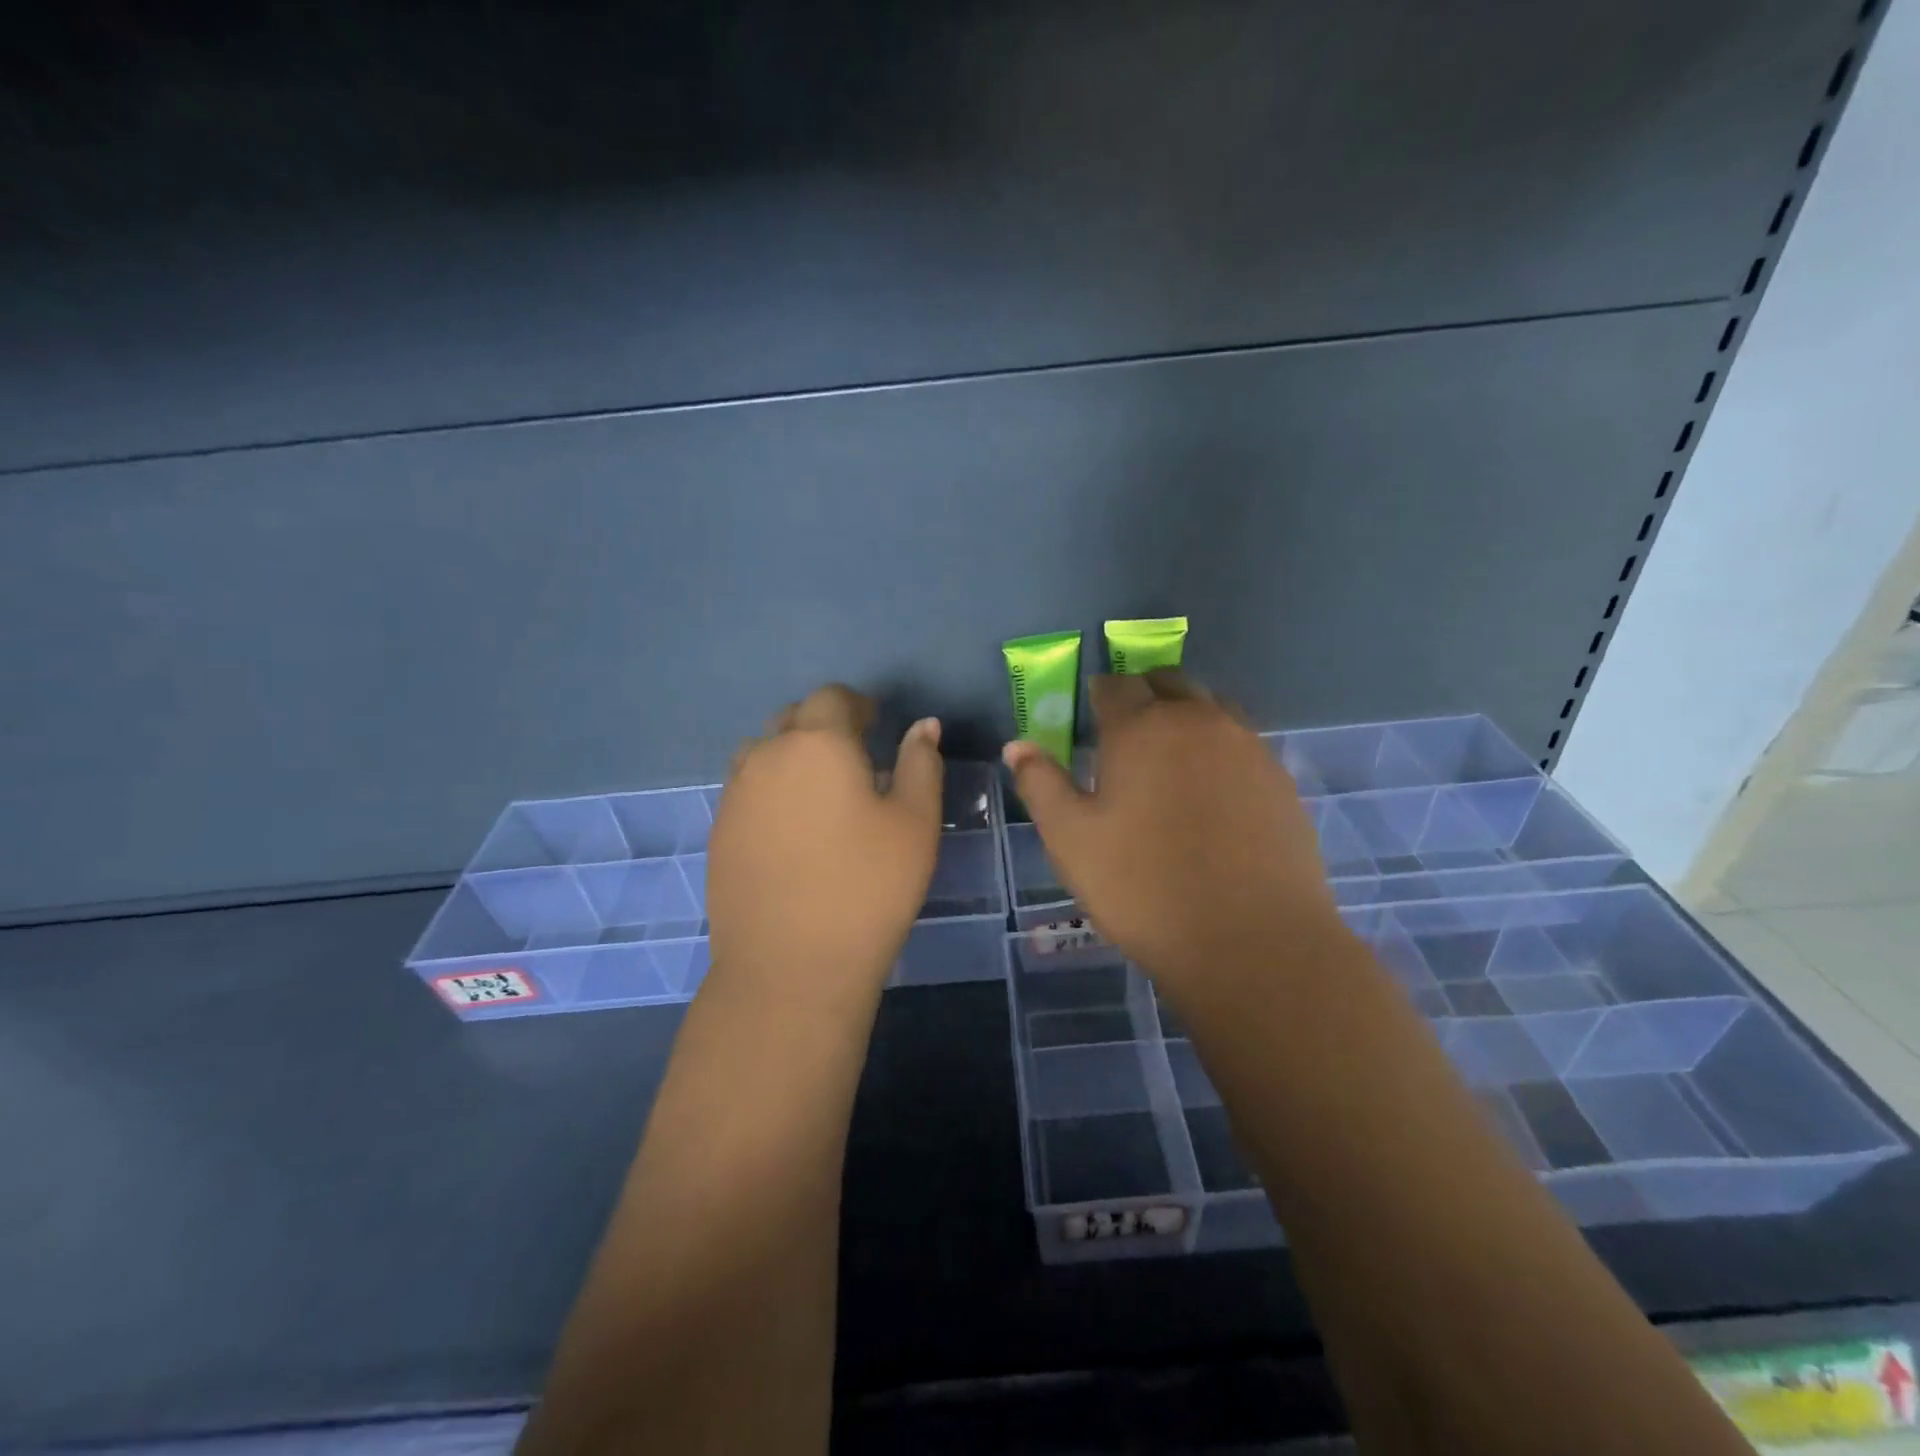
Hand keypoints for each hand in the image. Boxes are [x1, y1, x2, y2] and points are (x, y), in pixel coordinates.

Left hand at [707, 685, 942, 1003]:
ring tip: (819, 791)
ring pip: (762, 752)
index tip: (876, 724)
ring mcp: (735, 795)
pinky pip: (746, 790)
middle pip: (792, 719)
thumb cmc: (867, 888)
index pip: (832, 698)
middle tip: (854, 757)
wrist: (790, 966)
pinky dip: (770, 790)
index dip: (857, 704)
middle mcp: (767, 756)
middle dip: (824, 726)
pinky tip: (792, 829)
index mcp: (818, 744)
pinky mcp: (718, 832)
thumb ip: (921, 764)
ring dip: (791, 755)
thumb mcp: (915, 823)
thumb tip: (924, 726)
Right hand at [1003, 670, 1337, 998]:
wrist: (1251, 941)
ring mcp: (1247, 747)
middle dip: (1143, 696)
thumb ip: (1041, 784)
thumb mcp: (1071, 839)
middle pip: (1168, 684)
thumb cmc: (1143, 887)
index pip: (1114, 686)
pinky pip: (1241, 744)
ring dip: (1185, 718)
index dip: (1098, 695)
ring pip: (1210, 709)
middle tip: (1126, 732)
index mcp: (1142, 728)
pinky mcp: (1280, 779)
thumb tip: (1017, 745)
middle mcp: (1198, 721)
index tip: (1090, 715)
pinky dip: (1218, 750)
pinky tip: (1211, 793)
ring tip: (1169, 758)